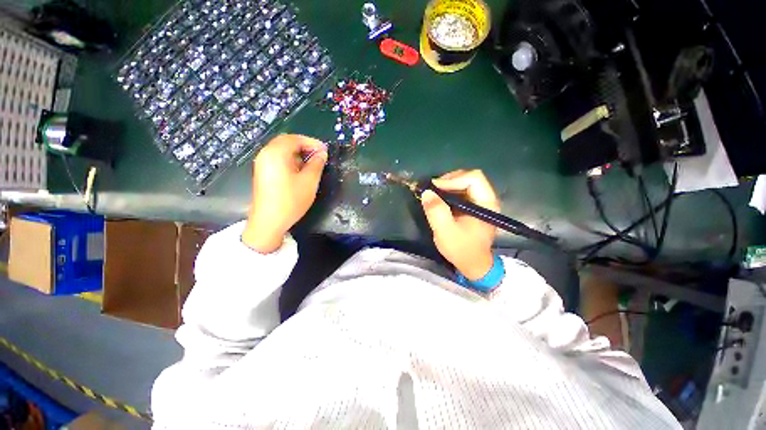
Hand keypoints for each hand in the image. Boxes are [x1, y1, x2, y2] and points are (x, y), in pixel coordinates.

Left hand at [242, 134, 327, 252]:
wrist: (268, 222)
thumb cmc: (291, 200)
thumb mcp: (309, 181)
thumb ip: (317, 164)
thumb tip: (322, 153)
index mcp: (276, 153)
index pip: (295, 138)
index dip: (312, 142)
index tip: (325, 151)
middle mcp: (266, 154)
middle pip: (286, 142)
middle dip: (304, 146)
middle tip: (319, 155)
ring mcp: (262, 163)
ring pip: (282, 150)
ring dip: (298, 153)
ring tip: (312, 163)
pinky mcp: (263, 173)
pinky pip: (278, 159)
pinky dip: (291, 160)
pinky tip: (300, 171)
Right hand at [421, 170, 499, 280]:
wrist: (473, 264)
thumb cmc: (461, 249)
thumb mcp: (445, 231)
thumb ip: (436, 211)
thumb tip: (427, 192)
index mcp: (486, 204)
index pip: (474, 178)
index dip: (453, 179)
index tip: (435, 188)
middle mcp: (487, 199)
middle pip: (470, 177)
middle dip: (449, 180)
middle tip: (433, 189)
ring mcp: (481, 202)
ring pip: (465, 183)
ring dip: (448, 185)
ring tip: (434, 193)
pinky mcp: (474, 206)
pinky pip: (462, 191)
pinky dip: (449, 191)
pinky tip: (440, 199)